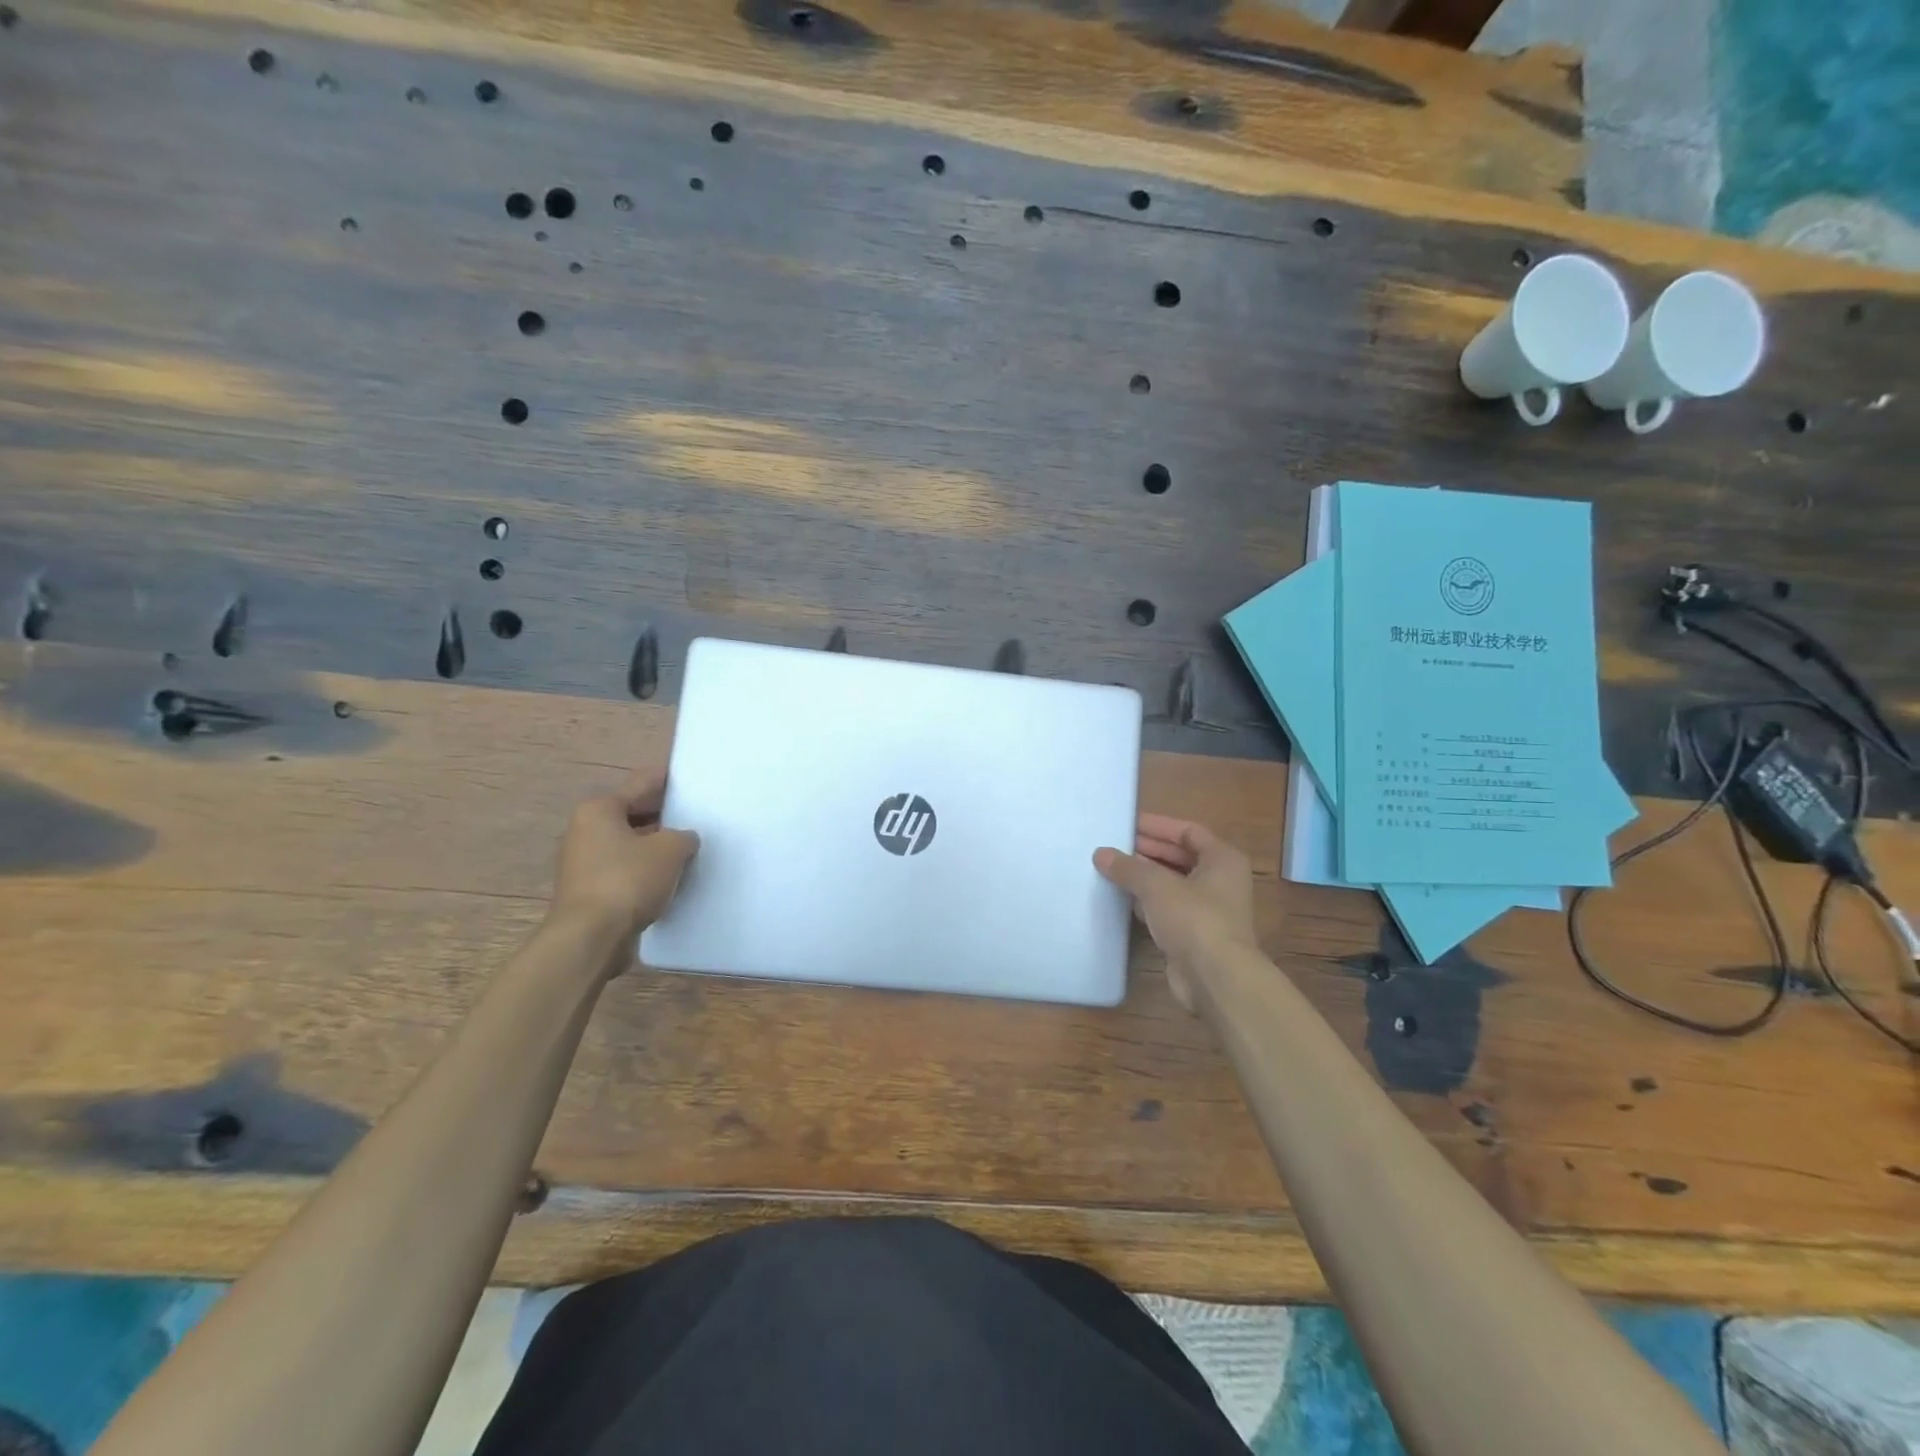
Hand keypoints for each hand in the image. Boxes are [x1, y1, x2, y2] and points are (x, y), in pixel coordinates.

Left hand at [549, 768, 698, 947]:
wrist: (591, 938)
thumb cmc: (628, 880)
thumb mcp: (671, 850)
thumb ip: (684, 837)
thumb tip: (682, 840)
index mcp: (599, 809)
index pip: (641, 783)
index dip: (668, 779)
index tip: (691, 776)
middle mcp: (585, 830)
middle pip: (633, 813)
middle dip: (664, 815)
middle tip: (697, 814)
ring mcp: (584, 862)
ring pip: (630, 843)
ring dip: (656, 845)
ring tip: (690, 847)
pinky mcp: (590, 891)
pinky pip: (626, 869)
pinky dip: (646, 870)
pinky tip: (672, 877)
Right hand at [1095, 814, 1257, 1009]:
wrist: (1215, 978)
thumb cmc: (1194, 919)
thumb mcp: (1156, 885)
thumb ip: (1127, 867)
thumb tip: (1101, 854)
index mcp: (1222, 859)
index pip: (1188, 831)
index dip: (1158, 826)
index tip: (1127, 824)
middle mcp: (1220, 880)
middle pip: (1180, 856)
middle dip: (1147, 851)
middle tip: (1114, 846)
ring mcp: (1209, 909)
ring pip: (1172, 884)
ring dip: (1145, 877)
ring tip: (1111, 869)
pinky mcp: (1194, 934)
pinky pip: (1168, 908)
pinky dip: (1147, 902)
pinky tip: (1122, 899)